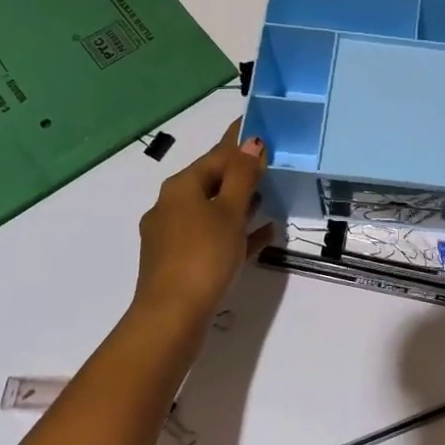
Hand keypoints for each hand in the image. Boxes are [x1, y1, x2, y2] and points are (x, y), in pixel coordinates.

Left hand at [133, 121, 272, 323]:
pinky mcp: (181, 262)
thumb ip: (243, 176)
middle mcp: (172, 207)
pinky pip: (214, 238)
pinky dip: (237, 232)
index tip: (260, 128)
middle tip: (272, 162)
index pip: (216, 155)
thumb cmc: (203, 254)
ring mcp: (174, 237)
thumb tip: (251, 141)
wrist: (172, 316)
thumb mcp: (229, 211)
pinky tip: (264, 233)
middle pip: (212, 181)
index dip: (239, 141)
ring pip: (213, 210)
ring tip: (271, 195)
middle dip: (240, 172)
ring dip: (240, 202)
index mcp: (180, 188)